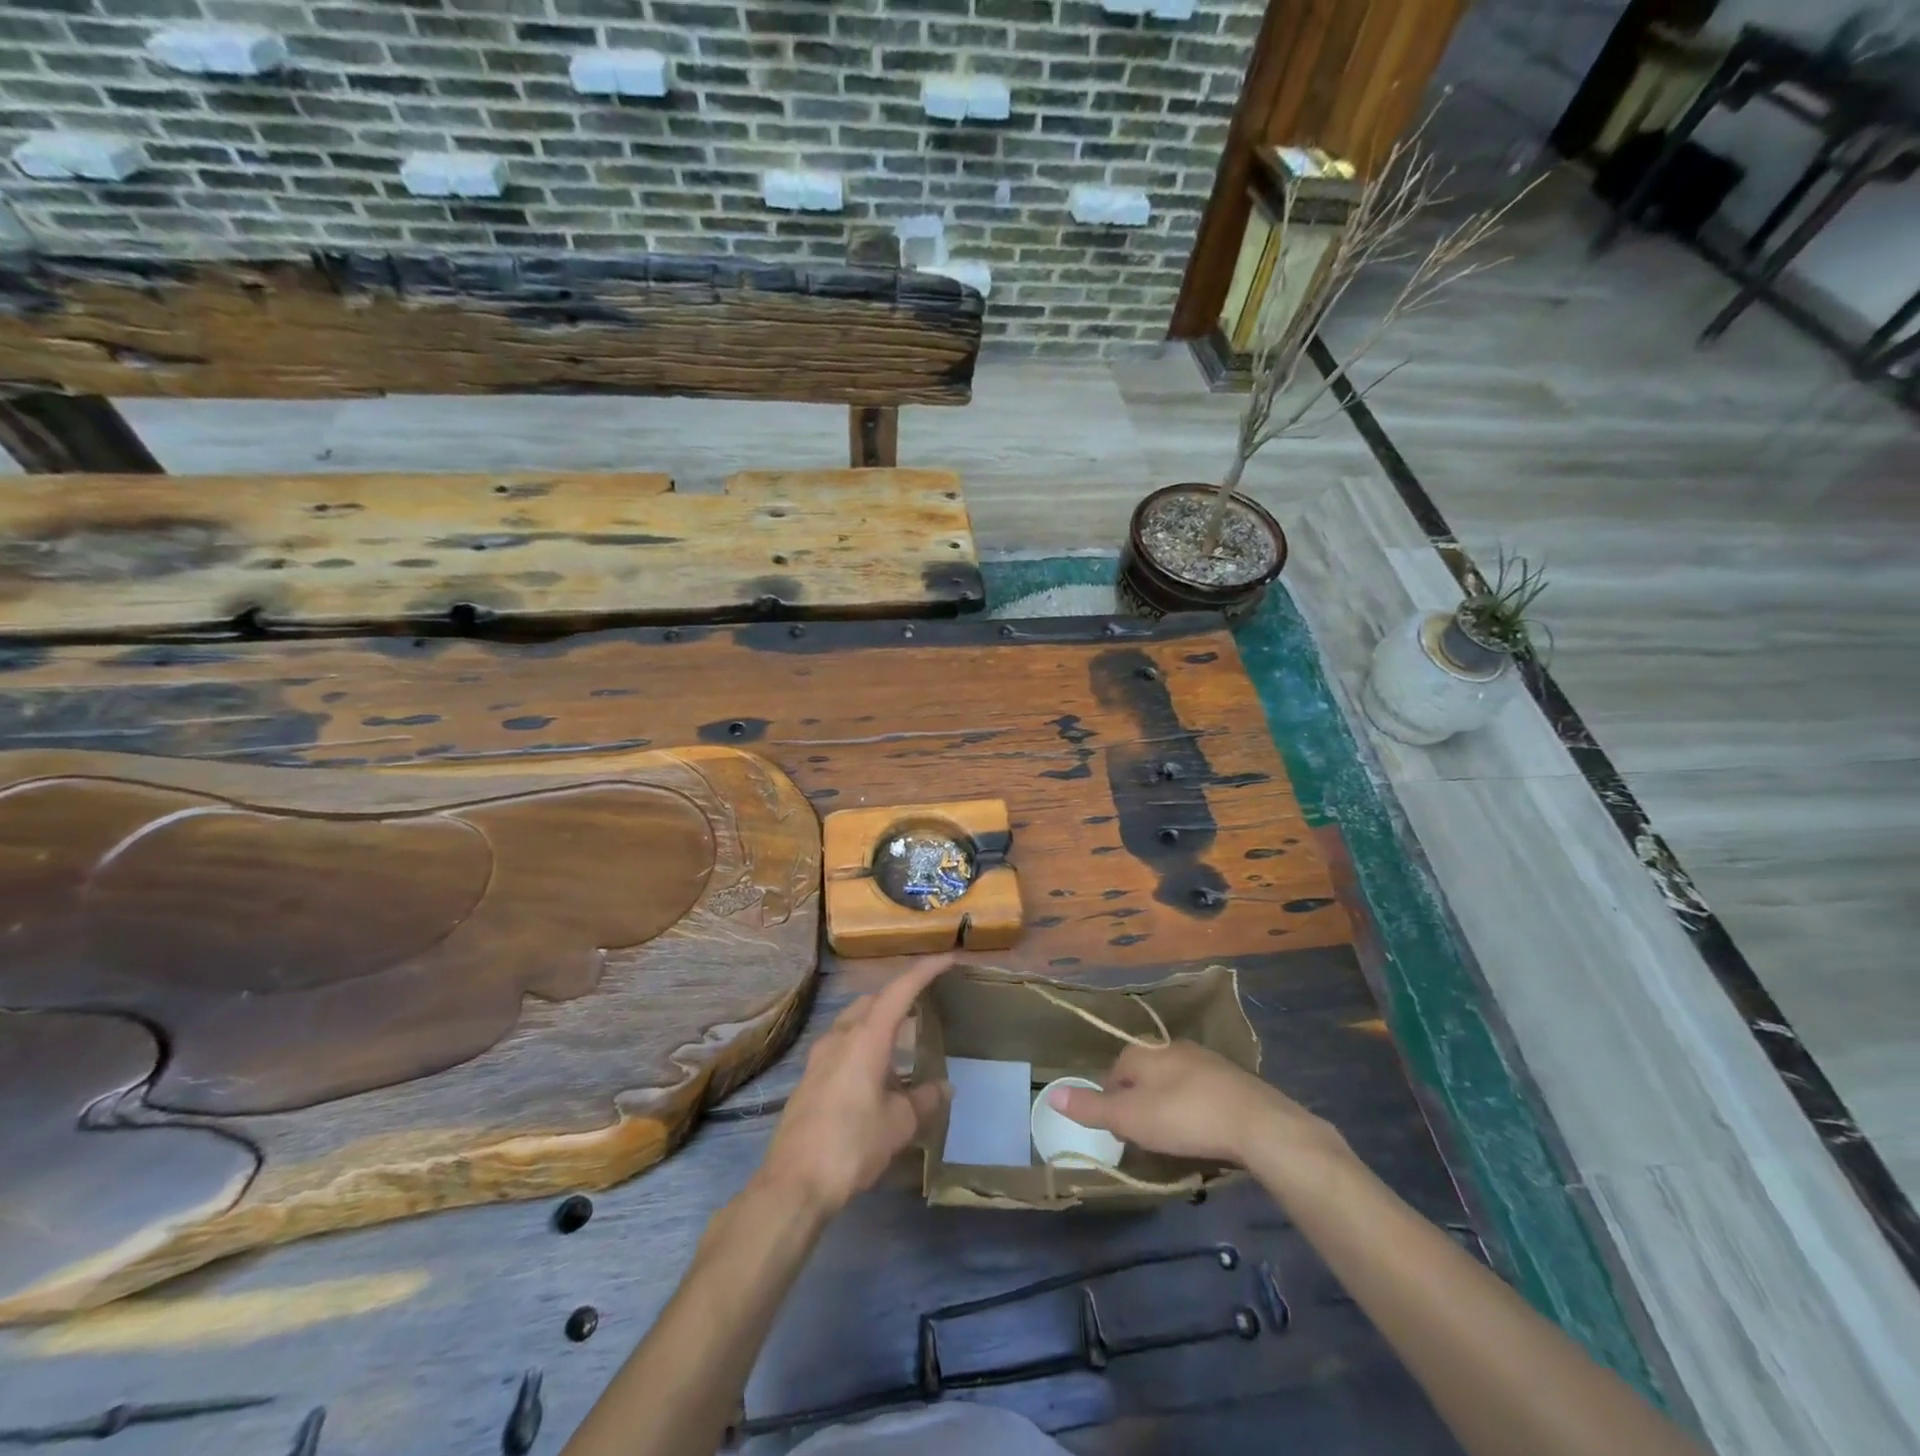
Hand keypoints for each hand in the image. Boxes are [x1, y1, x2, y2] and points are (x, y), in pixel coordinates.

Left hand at [757, 955, 953, 1216]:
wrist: (793, 1183)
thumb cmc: (852, 1145)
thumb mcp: (899, 1124)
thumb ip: (924, 1099)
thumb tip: (944, 1087)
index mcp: (866, 1037)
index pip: (900, 990)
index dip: (925, 971)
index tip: (948, 959)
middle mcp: (840, 1036)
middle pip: (873, 1000)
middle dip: (900, 995)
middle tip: (927, 1002)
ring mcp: (820, 1056)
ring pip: (854, 1021)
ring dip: (880, 1021)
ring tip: (904, 1038)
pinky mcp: (810, 1078)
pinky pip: (842, 1044)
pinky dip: (864, 1043)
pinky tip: (876, 1071)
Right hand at [1049, 1040, 1340, 1166]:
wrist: (1256, 1123)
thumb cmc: (1185, 1117)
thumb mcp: (1130, 1119)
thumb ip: (1091, 1107)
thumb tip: (1050, 1092)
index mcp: (1144, 1052)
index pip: (1115, 1071)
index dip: (1110, 1100)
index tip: (1116, 1130)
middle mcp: (1172, 1047)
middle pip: (1144, 1073)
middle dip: (1139, 1100)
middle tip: (1142, 1135)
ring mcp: (1205, 1060)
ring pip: (1173, 1080)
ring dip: (1167, 1103)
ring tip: (1170, 1135)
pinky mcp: (1231, 1079)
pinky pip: (1200, 1090)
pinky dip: (1194, 1107)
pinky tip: (1201, 1130)